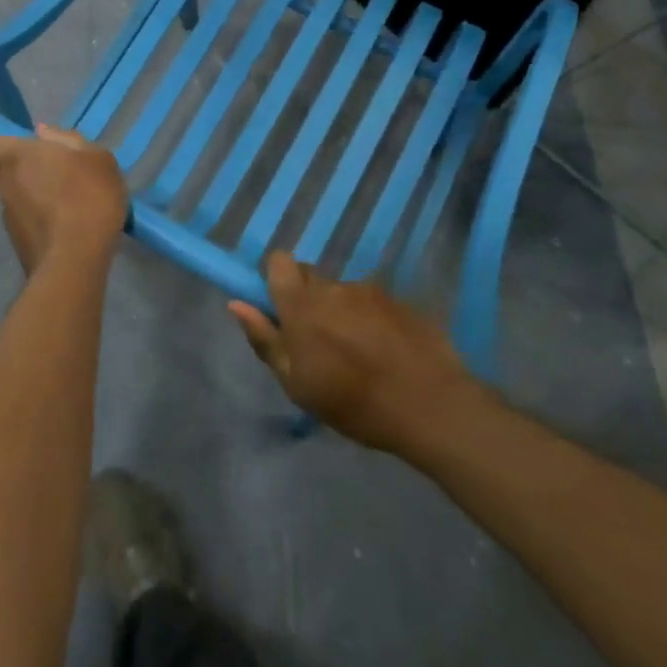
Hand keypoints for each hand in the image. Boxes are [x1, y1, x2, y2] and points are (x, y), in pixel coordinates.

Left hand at [0, 125, 128, 274]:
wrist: (76, 260)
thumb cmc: (87, 196)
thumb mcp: (95, 158)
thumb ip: (68, 141)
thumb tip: (42, 134)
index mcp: (16, 156)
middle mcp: (5, 184)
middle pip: (10, 170)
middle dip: (29, 170)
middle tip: (62, 173)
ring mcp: (10, 216)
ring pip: (23, 196)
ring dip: (41, 196)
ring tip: (77, 202)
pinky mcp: (20, 243)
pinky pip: (33, 220)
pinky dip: (48, 219)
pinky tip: (74, 224)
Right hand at [229, 253, 483, 453]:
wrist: (429, 405)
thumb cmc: (353, 402)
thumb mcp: (296, 383)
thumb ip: (265, 339)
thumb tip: (236, 304)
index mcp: (302, 304)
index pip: (279, 261)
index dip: (276, 278)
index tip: (281, 309)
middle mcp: (334, 287)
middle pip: (311, 276)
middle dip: (308, 299)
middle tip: (318, 340)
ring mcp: (371, 291)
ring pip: (343, 293)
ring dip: (342, 312)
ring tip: (358, 354)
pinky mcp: (400, 301)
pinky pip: (373, 303)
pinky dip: (371, 321)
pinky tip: (385, 353)